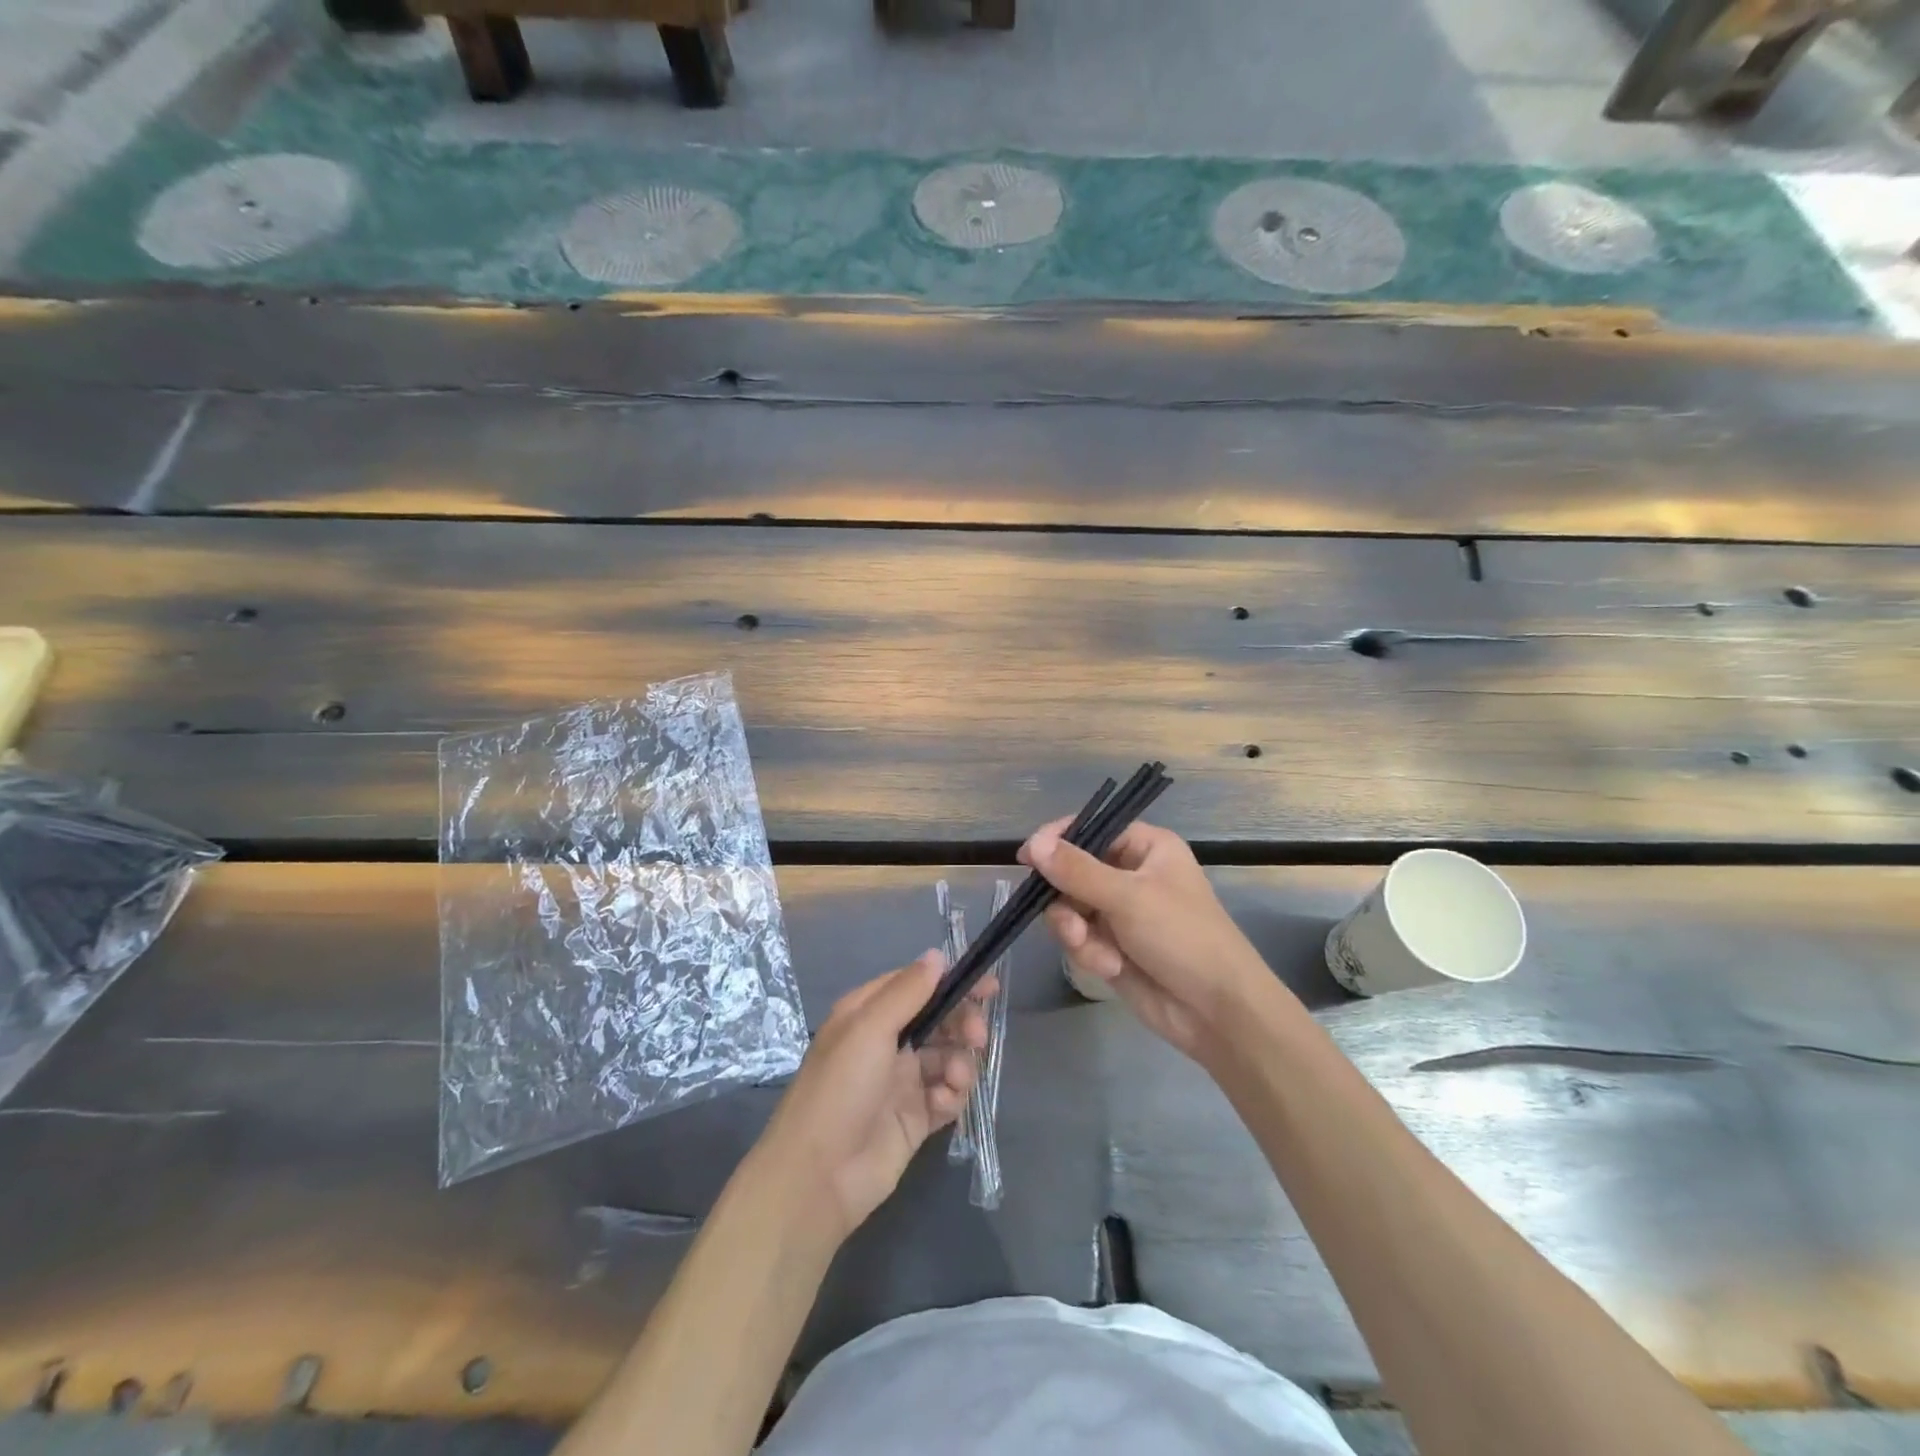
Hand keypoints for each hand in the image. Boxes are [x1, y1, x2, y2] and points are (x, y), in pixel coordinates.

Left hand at [759, 953, 988, 1242]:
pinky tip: (942, 1104)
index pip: (918, 986)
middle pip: (939, 1020)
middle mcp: (886, 1043)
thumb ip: (907, 991)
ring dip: (960, 1063)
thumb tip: (937, 955)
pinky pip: (947, 1095)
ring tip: (955, 1079)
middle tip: (977, 1037)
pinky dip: (952, 1095)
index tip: (988, 987)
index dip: (952, 983)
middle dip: (963, 1024)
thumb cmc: (840, 1090)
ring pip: (948, 1057)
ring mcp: (901, 1082)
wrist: (818, 1177)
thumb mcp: (869, 1028)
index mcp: (868, 1014)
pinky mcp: (915, 1118)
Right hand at [1020, 819, 1282, 1062]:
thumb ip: (1076, 870)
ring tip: (1094, 952)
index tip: (1028, 858)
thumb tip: (1033, 844)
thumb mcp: (1128, 897)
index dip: (1058, 840)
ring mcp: (1120, 911)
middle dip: (1067, 901)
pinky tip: (1110, 968)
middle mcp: (1130, 873)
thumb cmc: (1182, 937)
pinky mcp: (1112, 945)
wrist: (1216, 1011)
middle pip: (1071, 872)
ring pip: (1070, 908)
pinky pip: (1079, 937)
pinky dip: (1088, 952)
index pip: (1091, 828)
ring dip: (1076, 931)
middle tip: (1071, 923)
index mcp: (1145, 847)